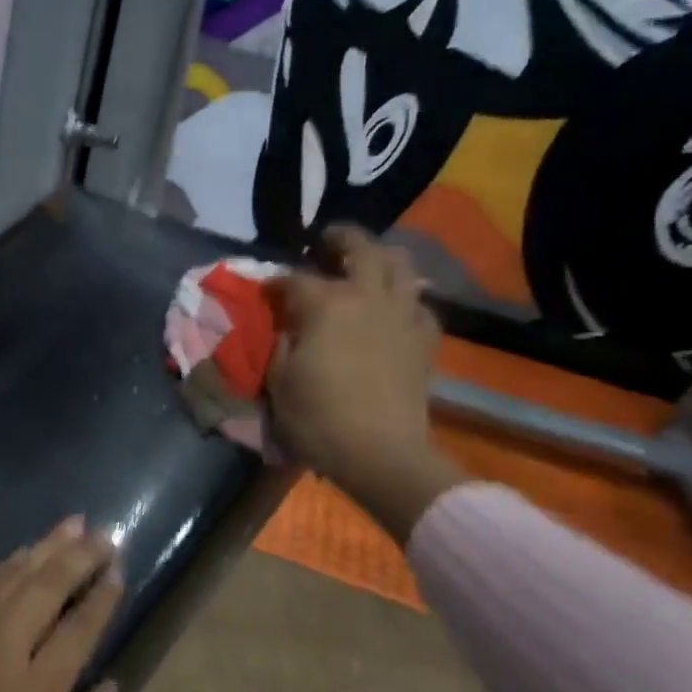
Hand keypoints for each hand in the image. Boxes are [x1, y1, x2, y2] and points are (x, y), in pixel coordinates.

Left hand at [0, 519, 124, 691]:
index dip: (102, 596)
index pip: (78, 628)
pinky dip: (6, 566)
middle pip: (46, 587)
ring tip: (72, 526)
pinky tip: (21, 555)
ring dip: (44, 547)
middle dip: (78, 556)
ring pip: (11, 576)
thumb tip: (112, 685)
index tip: (118, 569)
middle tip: (104, 534)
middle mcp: (1, 650)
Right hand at [269, 227, 465, 542]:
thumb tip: (287, 323)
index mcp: (327, 304)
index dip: (276, 282)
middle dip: (339, 237)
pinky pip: (419, 303)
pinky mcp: (425, 338)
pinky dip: (404, 297)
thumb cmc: (318, 418)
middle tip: (325, 240)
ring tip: (364, 264)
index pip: (295, 278)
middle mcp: (368, 296)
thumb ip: (281, 340)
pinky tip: (392, 309)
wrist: (381, 454)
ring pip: (401, 264)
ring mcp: (402, 314)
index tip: (266, 291)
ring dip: (380, 257)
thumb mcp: (278, 379)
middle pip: (360, 247)